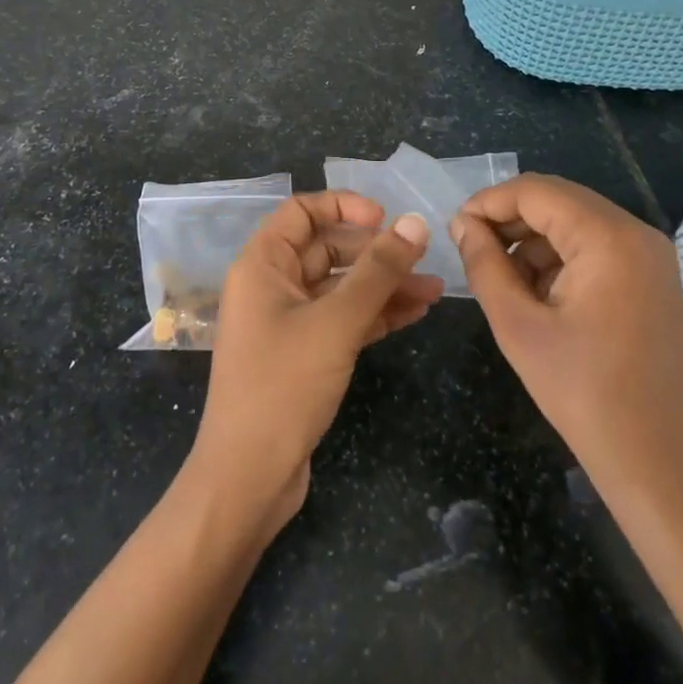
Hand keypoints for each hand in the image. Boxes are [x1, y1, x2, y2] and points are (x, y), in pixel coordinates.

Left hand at [191, 191, 443, 532]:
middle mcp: (271, 286)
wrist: (248, 477)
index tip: (385, 217)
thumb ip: (378, 271)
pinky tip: (415, 313)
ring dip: (384, 286)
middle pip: (326, 249)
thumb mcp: (336, 322)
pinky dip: (375, 314)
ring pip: (340, 288)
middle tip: (422, 256)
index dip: (343, 206)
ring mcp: (286, 322)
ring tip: (434, 289)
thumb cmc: (284, 385)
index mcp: (262, 264)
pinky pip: (342, 320)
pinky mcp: (303, 354)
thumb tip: (415, 223)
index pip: (301, 211)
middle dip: (375, 252)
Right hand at [451, 174, 682, 502]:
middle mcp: (636, 232)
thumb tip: (462, 224)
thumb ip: (484, 265)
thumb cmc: (583, 393)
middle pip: (558, 201)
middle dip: (509, 220)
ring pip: (575, 223)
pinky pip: (595, 247)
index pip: (535, 191)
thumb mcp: (518, 326)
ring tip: (502, 282)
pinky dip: (560, 259)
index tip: (454, 230)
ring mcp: (650, 255)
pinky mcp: (652, 278)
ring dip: (533, 242)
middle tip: (471, 251)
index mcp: (608, 238)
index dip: (488, 202)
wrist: (659, 462)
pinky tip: (537, 295)